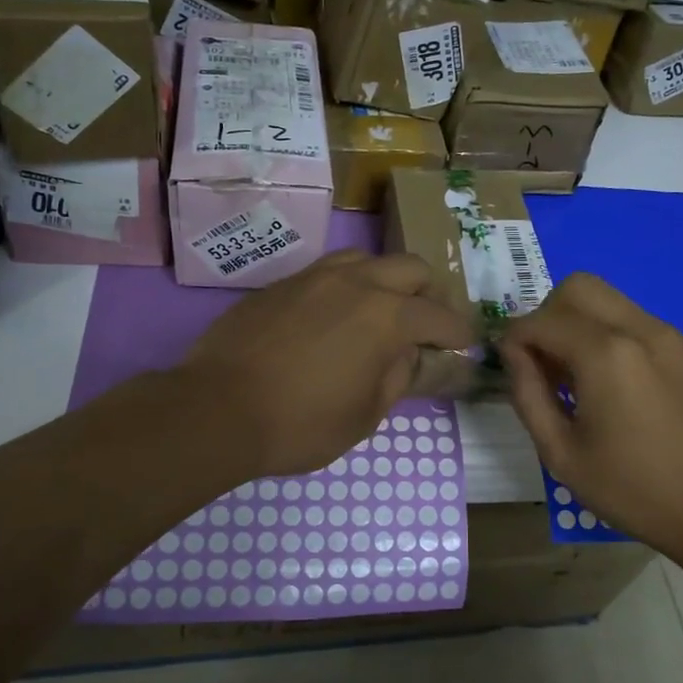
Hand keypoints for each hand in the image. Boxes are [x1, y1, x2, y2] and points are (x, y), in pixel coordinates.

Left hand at [183, 252, 476, 477]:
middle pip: (410, 268)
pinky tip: (335, 316)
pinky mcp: (282, 284)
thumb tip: (411, 355)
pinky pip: (328, 271)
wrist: (217, 409)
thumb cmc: (301, 424)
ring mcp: (314, 277)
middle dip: (429, 293)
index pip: (439, 315)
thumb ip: (398, 376)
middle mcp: (356, 282)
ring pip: (367, 259)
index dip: (458, 331)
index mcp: (386, 316)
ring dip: (386, 280)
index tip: (464, 343)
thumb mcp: (365, 415)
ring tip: (381, 311)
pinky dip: (348, 286)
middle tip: (426, 323)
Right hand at [502, 273, 682, 559]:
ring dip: (581, 324)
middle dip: (548, 315)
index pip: (541, 320)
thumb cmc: (633, 490)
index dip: (514, 340)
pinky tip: (616, 386)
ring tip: (579, 377)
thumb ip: (528, 394)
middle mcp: (640, 329)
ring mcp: (671, 336)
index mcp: (605, 355)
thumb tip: (512, 354)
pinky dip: (612, 336)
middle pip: (578, 287)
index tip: (511, 369)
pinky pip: (637, 322)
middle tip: (545, 362)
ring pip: (610, 299)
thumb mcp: (561, 453)